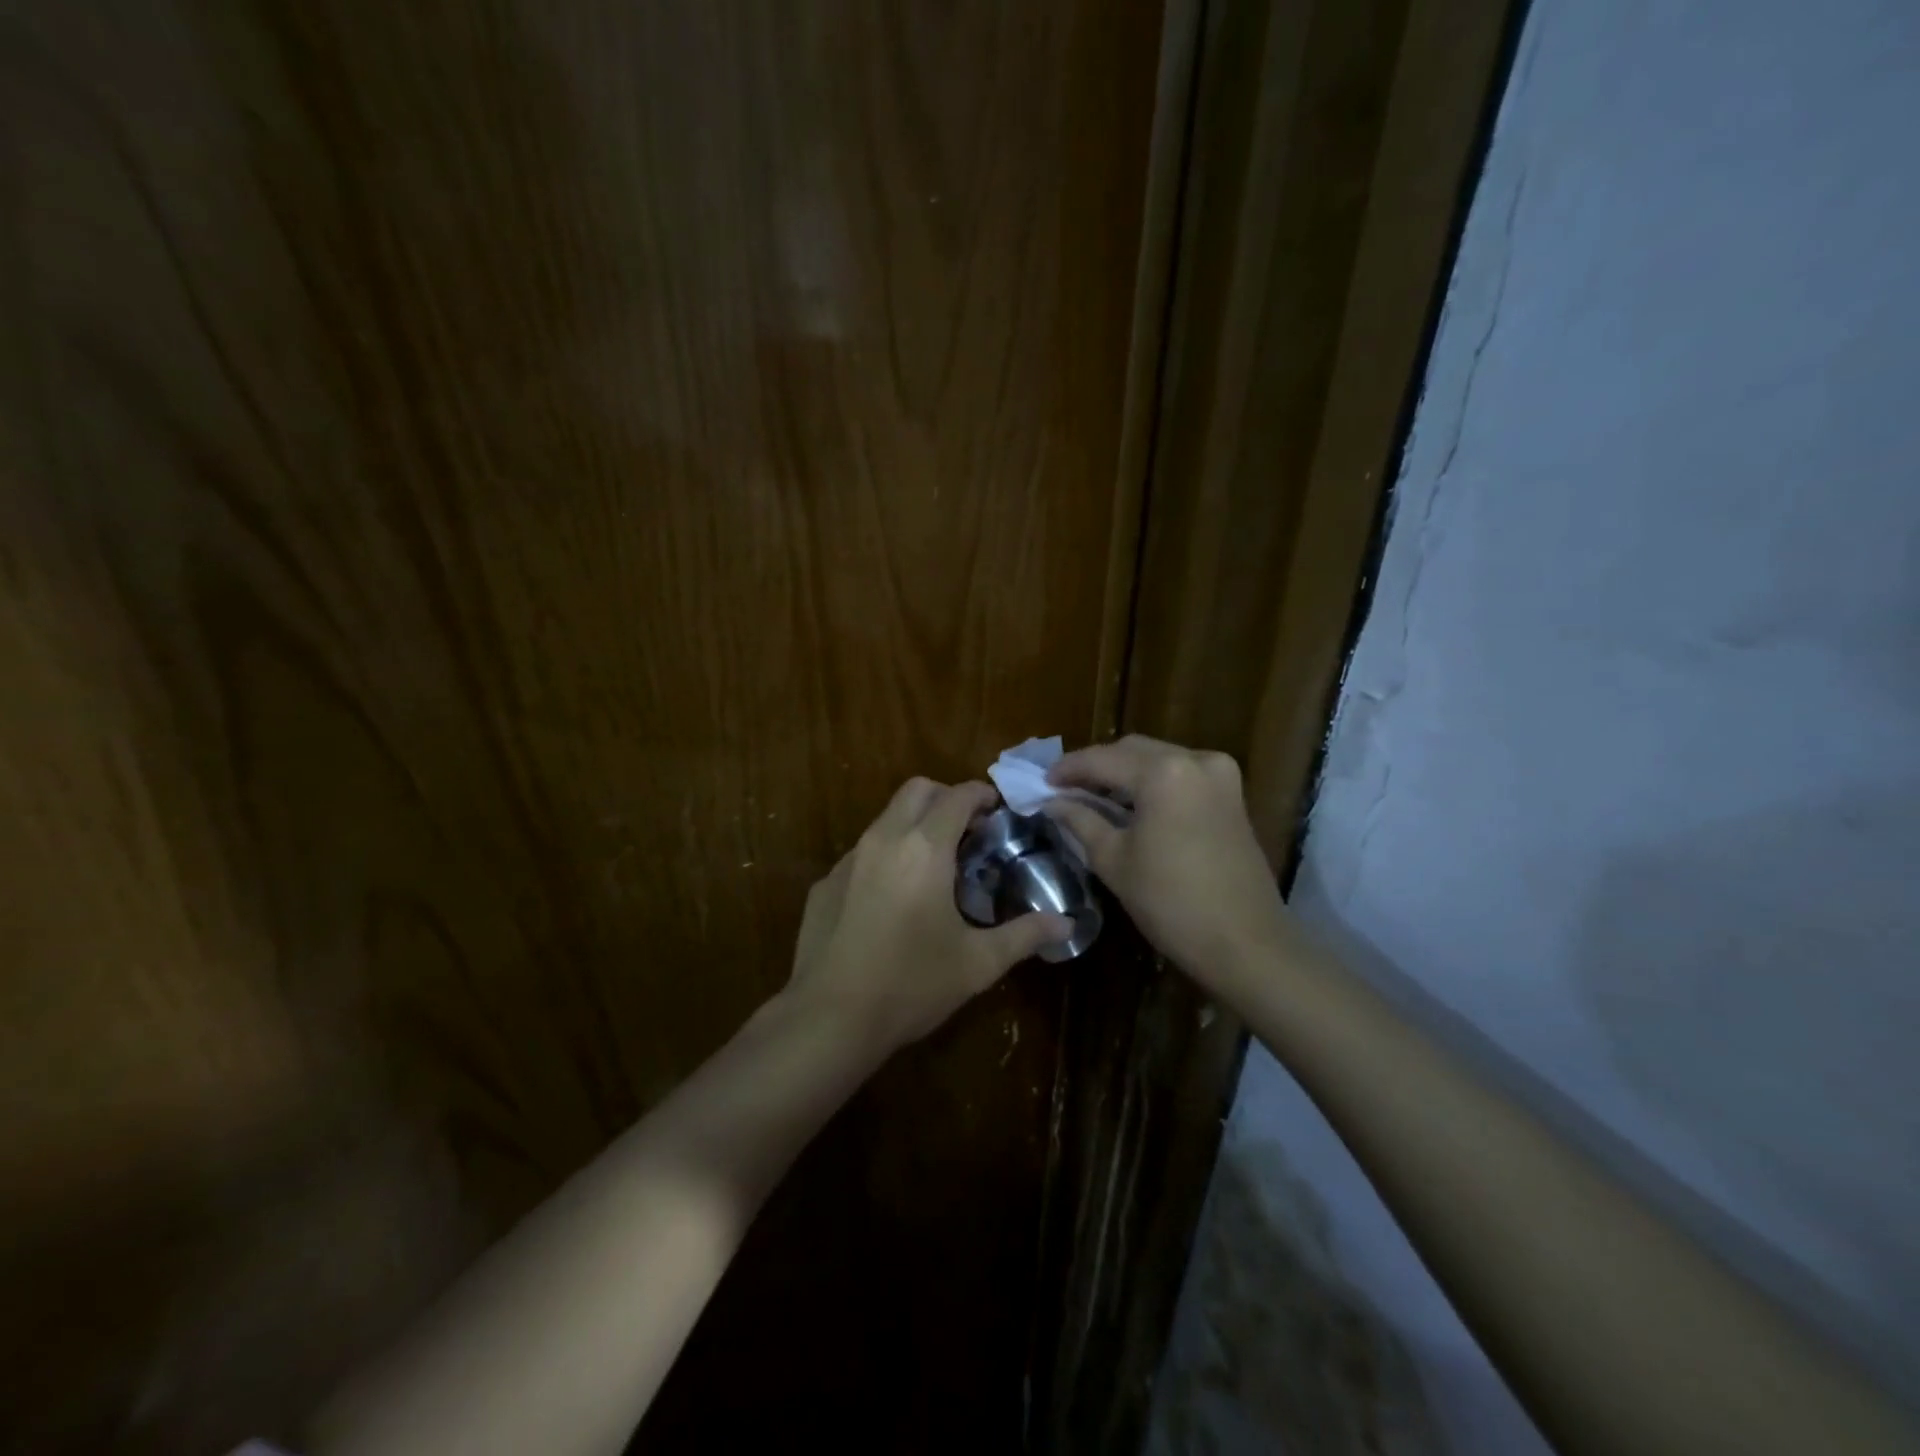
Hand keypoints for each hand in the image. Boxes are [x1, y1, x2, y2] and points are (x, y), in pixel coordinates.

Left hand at [787, 778, 1070, 1051]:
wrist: (830, 1019)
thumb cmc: (911, 985)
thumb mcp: (977, 963)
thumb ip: (1024, 935)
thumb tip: (1066, 924)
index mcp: (924, 848)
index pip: (957, 796)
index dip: (981, 795)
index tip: (997, 811)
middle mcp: (884, 839)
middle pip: (917, 790)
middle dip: (946, 798)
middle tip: (968, 831)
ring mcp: (848, 860)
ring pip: (886, 818)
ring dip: (914, 824)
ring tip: (934, 866)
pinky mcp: (825, 883)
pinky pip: (862, 852)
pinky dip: (886, 856)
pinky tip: (892, 901)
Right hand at [1042, 736, 1287, 987]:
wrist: (1246, 943)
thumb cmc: (1170, 902)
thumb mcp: (1113, 860)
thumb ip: (1080, 821)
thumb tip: (1053, 803)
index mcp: (1163, 771)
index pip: (1102, 759)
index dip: (1068, 769)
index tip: (1041, 782)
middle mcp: (1195, 759)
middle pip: (1132, 751)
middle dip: (1097, 766)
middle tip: (1064, 788)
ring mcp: (1220, 775)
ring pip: (1158, 759)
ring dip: (1125, 773)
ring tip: (1093, 796)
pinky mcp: (1232, 795)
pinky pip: (1181, 774)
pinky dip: (1152, 782)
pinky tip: (1131, 803)